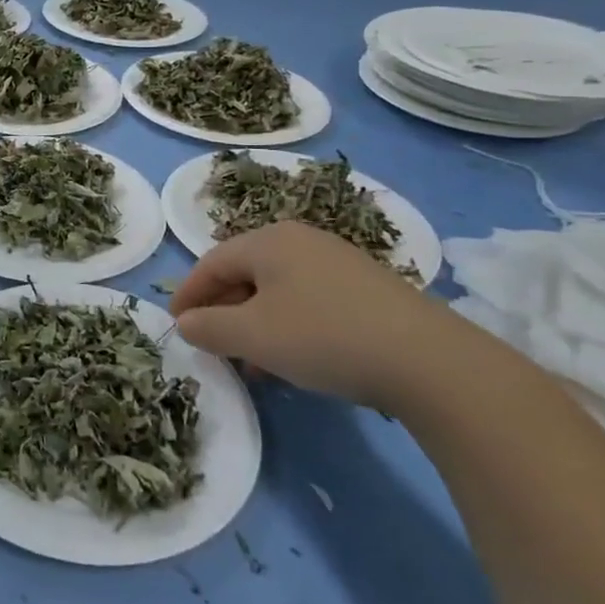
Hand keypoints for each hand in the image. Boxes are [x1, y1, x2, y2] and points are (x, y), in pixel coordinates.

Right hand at [169, 220, 477, 412]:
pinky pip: (308, 300)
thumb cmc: (323, 337)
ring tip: (250, 363)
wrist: (429, 360)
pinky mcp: (366, 287)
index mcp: (268, 241)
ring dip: (254, 323)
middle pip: (244, 273)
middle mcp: (301, 240)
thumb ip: (208, 327)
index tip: (175, 324)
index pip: (211, 262)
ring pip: (277, 290)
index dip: (188, 294)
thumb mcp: (252, 336)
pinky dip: (287, 325)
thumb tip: (186, 323)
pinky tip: (292, 360)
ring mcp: (338, 261)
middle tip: (210, 343)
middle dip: (222, 310)